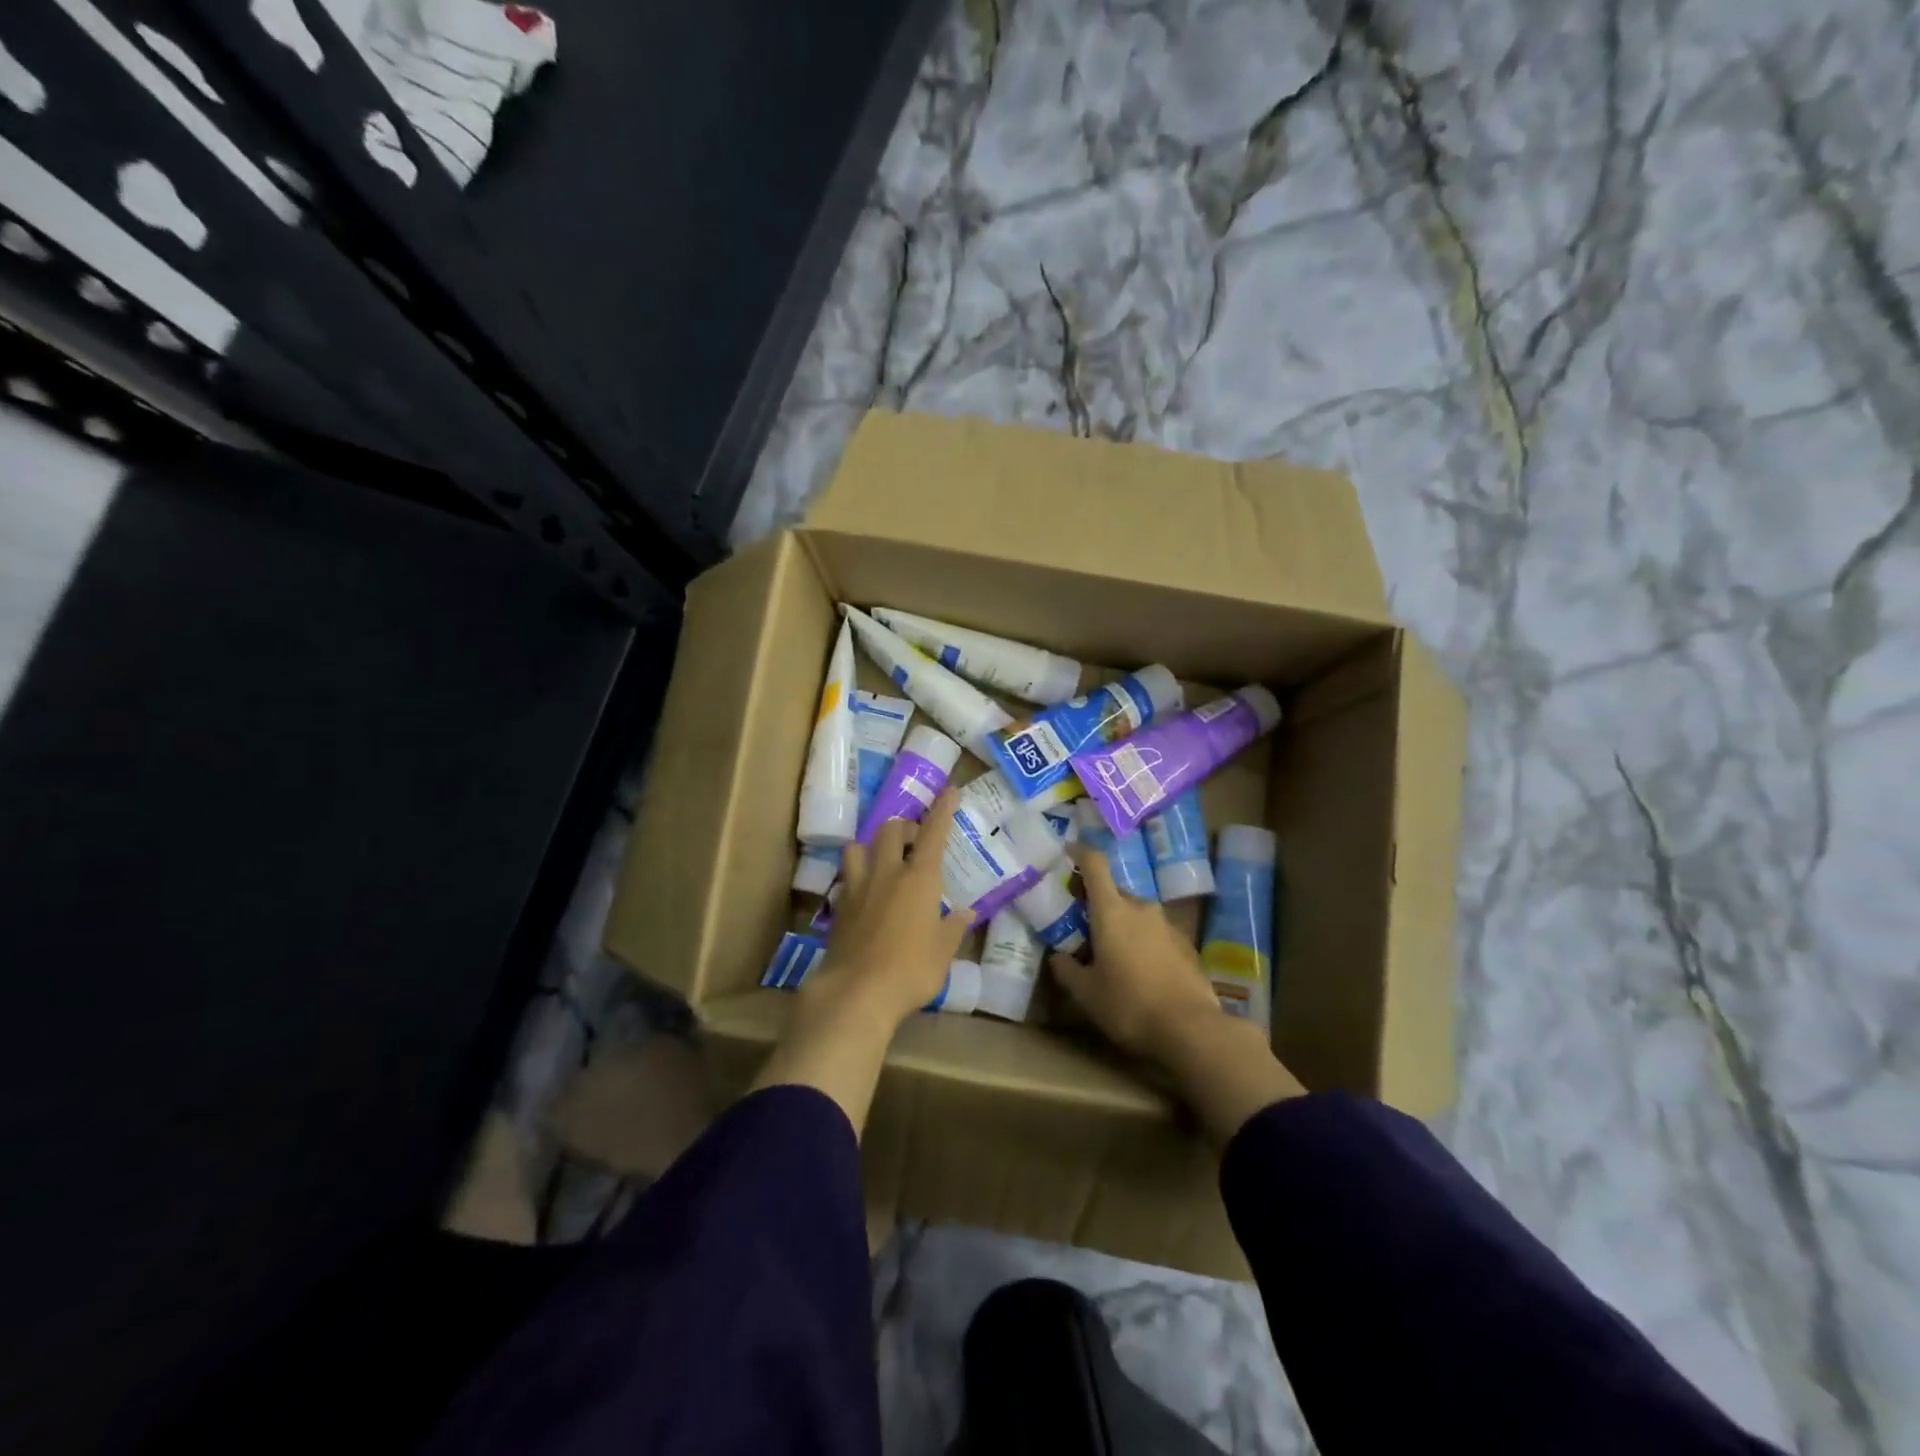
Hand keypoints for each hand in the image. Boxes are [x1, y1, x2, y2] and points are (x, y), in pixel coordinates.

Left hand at [807, 787, 974, 1027]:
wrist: (856, 992)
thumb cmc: (911, 970)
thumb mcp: (943, 952)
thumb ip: (954, 928)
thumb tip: (966, 913)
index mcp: (919, 879)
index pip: (934, 832)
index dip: (943, 809)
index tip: (949, 789)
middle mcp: (887, 873)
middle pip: (892, 830)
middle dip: (906, 827)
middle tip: (916, 842)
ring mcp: (858, 888)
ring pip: (858, 847)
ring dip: (872, 847)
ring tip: (883, 862)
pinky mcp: (839, 907)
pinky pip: (846, 878)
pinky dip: (856, 878)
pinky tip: (863, 895)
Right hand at [1050, 845, 1224, 1064]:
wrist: (1191, 1029)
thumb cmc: (1129, 1005)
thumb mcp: (1086, 993)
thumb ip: (1067, 970)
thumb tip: (1058, 957)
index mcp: (1112, 910)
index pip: (1094, 864)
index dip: (1079, 852)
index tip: (1067, 851)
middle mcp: (1141, 908)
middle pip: (1114, 891)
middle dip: (1096, 902)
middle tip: (1081, 925)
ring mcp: (1167, 925)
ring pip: (1135, 913)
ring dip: (1121, 924)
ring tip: (1110, 952)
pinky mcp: (1186, 945)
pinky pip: (1155, 933)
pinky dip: (1142, 941)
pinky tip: (1139, 970)